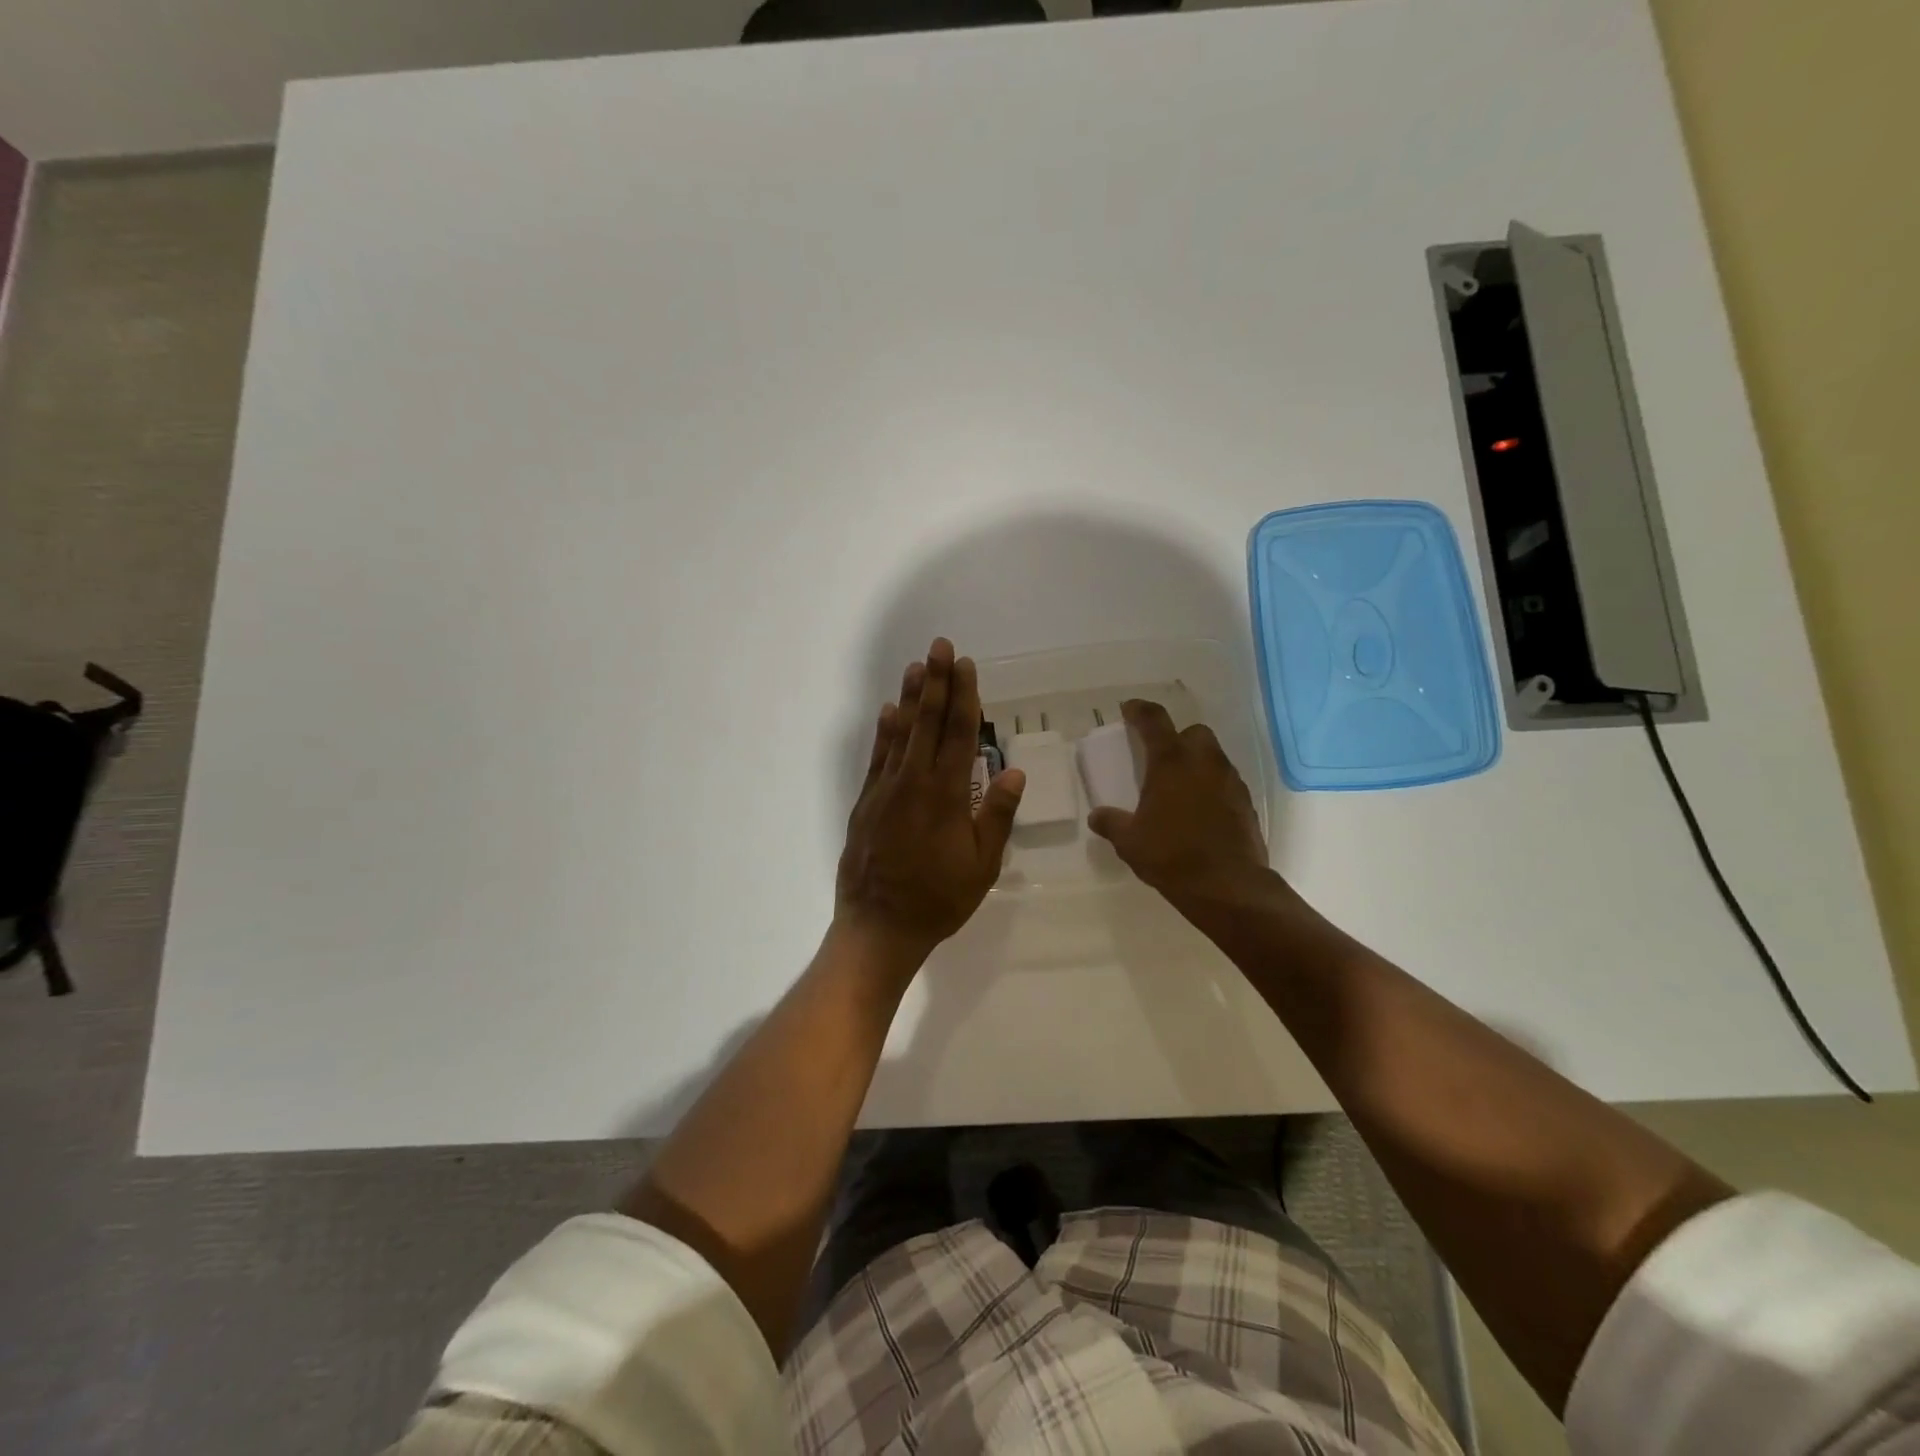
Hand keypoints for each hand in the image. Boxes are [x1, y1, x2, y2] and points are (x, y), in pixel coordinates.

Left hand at [835, 639, 1025, 967]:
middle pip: (927, 722)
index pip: (958, 734)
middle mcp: (914, 782)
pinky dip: (883, 732)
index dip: (963, 696)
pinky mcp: (866, 802)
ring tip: (915, 667)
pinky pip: (877, 758)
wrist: (879, 926)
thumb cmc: (939, 899)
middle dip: (935, 681)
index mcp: (947, 795)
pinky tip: (887, 712)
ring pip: (899, 733)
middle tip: (939, 646)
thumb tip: (1013, 769)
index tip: (965, 665)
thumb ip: (997, 814)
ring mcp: (885, 790)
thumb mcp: (982, 865)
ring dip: (909, 698)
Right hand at [1086, 699, 1267, 902]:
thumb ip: (1111, 823)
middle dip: (1178, 737)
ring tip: (1178, 786)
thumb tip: (1097, 816)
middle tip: (1160, 756)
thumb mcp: (1130, 842)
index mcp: (1171, 763)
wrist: (1228, 887)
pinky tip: (1199, 810)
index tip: (1129, 709)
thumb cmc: (1172, 856)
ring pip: (1213, 756)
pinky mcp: (1246, 803)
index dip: (1139, 710)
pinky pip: (1226, 782)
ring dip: (1196, 762)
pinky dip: (1211, 786)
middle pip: (1194, 732)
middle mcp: (1204, 763)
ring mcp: (1230, 782)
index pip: (1154, 720)